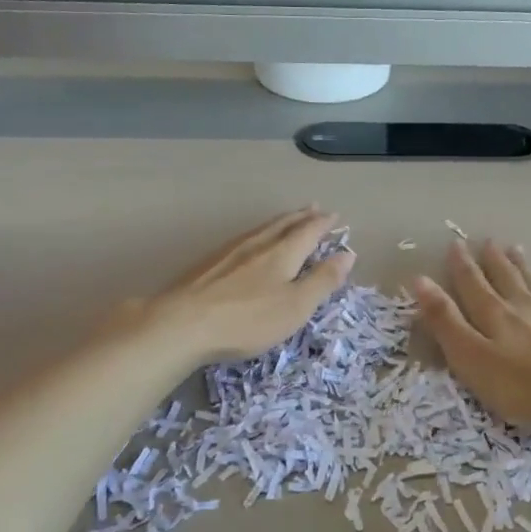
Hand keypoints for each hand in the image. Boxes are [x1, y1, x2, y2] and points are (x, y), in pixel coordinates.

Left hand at [129, 208, 354, 364]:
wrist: (182, 323)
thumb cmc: (248, 319)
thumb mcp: (296, 305)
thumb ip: (322, 280)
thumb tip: (348, 253)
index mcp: (283, 252)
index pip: (309, 231)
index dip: (323, 224)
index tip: (335, 216)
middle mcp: (258, 244)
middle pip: (284, 224)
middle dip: (302, 216)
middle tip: (314, 207)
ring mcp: (230, 251)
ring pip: (262, 229)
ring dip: (280, 222)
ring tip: (288, 220)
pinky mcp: (209, 263)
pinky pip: (244, 239)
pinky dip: (259, 234)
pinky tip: (251, 242)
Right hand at [413, 238, 530, 435]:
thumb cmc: (518, 385)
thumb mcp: (469, 356)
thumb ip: (444, 320)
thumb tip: (420, 279)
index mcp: (492, 312)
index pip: (471, 282)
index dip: (461, 264)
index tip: (455, 244)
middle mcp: (520, 305)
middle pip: (503, 276)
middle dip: (491, 259)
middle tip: (486, 240)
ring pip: (530, 282)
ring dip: (519, 265)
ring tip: (514, 248)